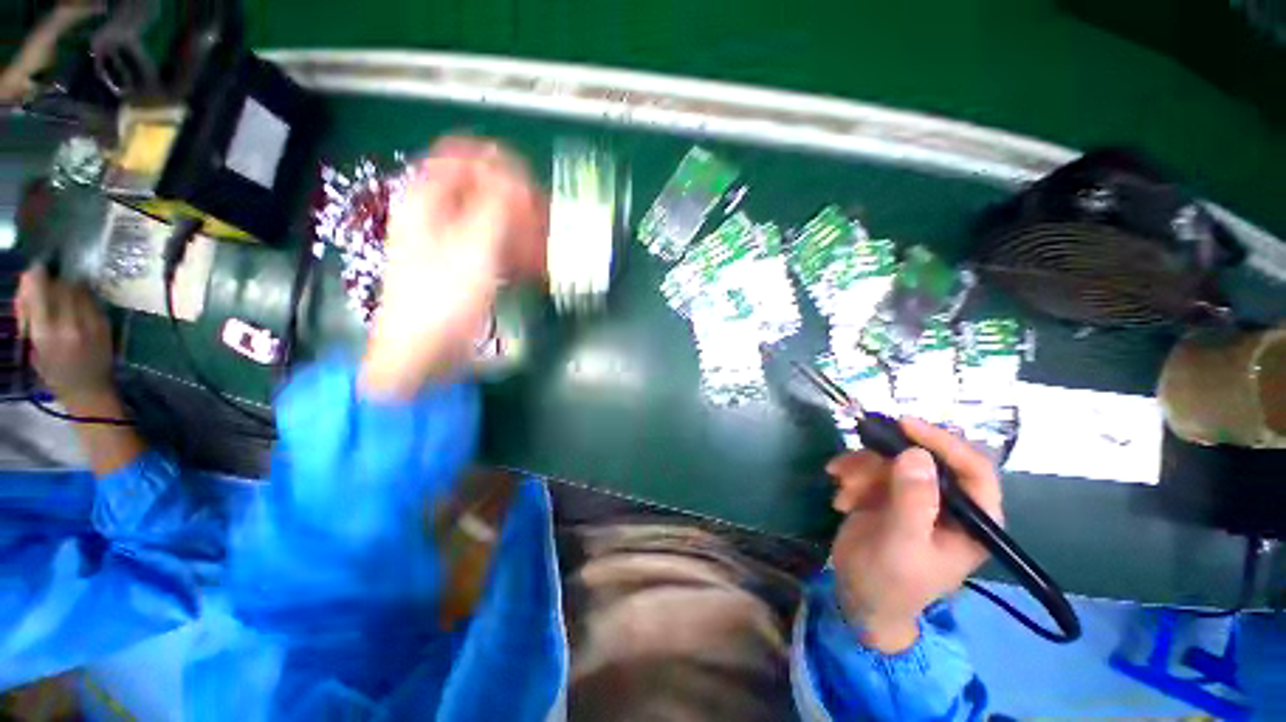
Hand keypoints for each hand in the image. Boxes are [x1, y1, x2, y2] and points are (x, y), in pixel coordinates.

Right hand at [14, 266, 115, 405]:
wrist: (90, 389)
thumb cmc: (55, 372)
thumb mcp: (33, 346)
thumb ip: (30, 315)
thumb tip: (28, 282)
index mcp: (45, 333)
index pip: (40, 292)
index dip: (36, 276)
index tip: (34, 271)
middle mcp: (69, 324)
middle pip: (60, 285)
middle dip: (53, 280)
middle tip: (49, 284)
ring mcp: (90, 323)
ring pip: (78, 288)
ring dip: (68, 285)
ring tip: (63, 295)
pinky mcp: (105, 323)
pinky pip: (92, 298)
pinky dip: (82, 295)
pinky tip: (77, 302)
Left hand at [362, 136, 547, 396]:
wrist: (423, 349)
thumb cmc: (442, 296)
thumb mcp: (473, 247)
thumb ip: (497, 207)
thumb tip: (517, 178)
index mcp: (428, 199)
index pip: (462, 157)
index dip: (498, 163)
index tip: (529, 182)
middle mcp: (438, 215)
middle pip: (483, 190)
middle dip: (519, 203)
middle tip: (546, 220)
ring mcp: (452, 242)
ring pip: (494, 222)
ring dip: (523, 231)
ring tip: (547, 248)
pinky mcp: (465, 267)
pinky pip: (496, 249)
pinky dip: (517, 254)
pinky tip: (536, 268)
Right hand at [827, 418, 1002, 652]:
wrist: (858, 596)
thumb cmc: (890, 581)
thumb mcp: (901, 544)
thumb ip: (912, 501)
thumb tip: (916, 453)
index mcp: (973, 520)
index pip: (973, 468)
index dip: (943, 442)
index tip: (904, 425)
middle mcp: (948, 502)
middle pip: (923, 458)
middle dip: (884, 461)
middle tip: (853, 471)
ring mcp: (916, 495)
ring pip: (891, 460)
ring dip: (861, 470)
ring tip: (843, 491)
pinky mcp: (887, 493)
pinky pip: (871, 467)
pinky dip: (851, 475)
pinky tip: (840, 496)